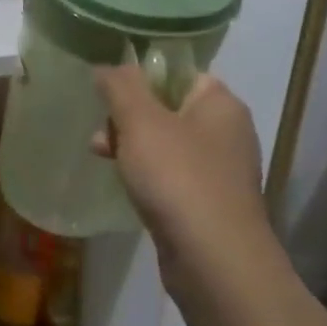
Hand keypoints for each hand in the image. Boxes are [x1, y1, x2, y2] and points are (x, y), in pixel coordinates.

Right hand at [92, 66, 275, 299]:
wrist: (213, 259)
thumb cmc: (178, 178)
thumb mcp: (141, 121)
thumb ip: (121, 86)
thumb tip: (107, 66)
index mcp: (220, 104)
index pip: (179, 74)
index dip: (142, 78)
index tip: (109, 94)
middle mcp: (226, 133)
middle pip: (168, 108)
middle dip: (128, 117)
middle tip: (100, 132)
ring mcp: (219, 172)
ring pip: (166, 145)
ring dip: (131, 147)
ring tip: (100, 157)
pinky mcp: (207, 204)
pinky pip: (171, 177)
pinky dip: (146, 177)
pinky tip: (125, 186)